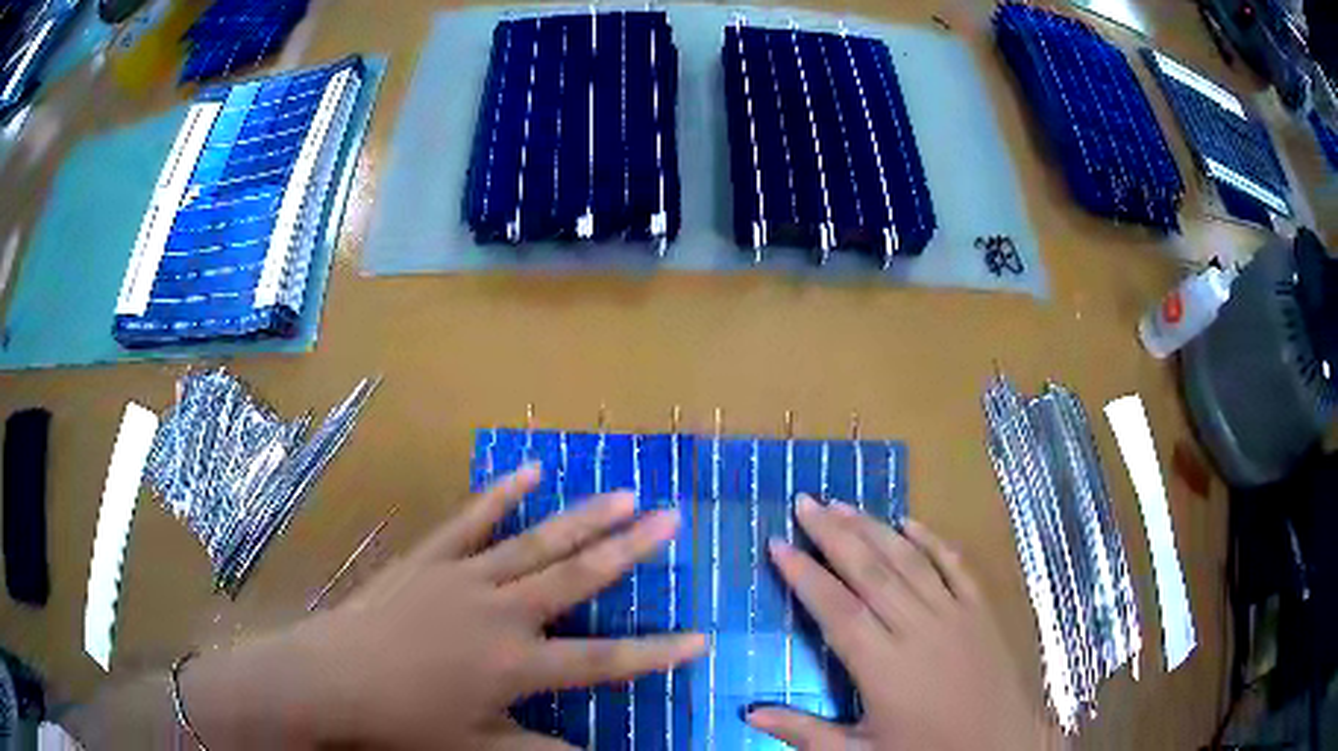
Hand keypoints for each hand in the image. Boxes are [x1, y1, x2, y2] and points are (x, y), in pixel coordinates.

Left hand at [183, 465, 705, 748]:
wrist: (333, 678)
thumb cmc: (405, 722)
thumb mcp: (476, 748)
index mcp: (517, 666)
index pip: (604, 662)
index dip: (656, 654)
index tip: (700, 638)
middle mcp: (502, 614)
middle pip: (578, 578)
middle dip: (630, 550)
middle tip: (670, 519)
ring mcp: (465, 578)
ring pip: (536, 543)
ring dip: (583, 517)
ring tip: (624, 492)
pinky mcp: (432, 558)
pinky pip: (472, 521)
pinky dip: (502, 495)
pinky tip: (531, 472)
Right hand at [745, 495, 1060, 750]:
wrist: (1001, 746)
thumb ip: (805, 732)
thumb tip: (750, 712)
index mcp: (883, 667)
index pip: (836, 610)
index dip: (804, 575)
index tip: (777, 544)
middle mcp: (917, 629)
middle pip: (869, 573)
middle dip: (833, 534)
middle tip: (805, 502)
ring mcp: (954, 614)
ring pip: (908, 561)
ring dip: (874, 529)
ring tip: (843, 503)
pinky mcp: (981, 610)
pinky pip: (955, 565)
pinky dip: (932, 540)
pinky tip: (910, 521)